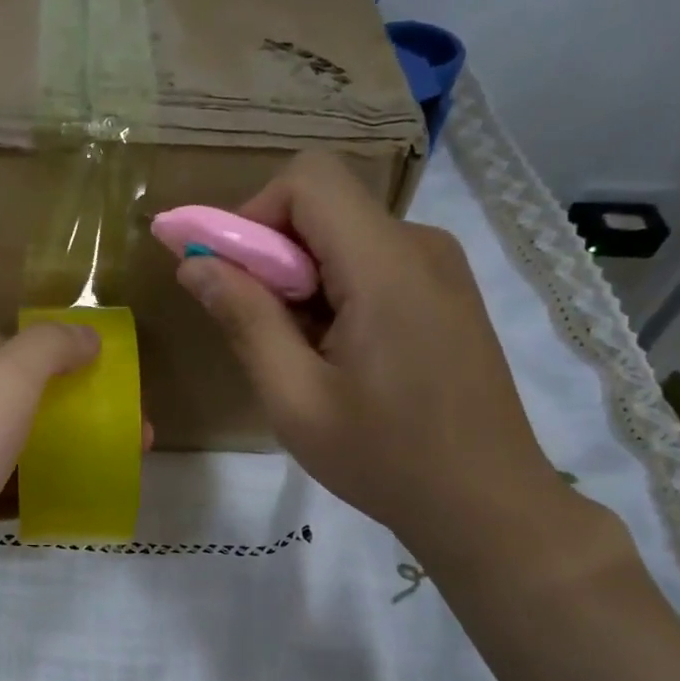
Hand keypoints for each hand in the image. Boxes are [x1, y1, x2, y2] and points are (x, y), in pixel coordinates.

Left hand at [0, 322, 109, 631]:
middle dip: (62, 410)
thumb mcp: (2, 384)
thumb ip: (48, 349)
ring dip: (48, 454)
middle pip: (3, 395)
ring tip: (105, 467)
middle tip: (120, 431)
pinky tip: (59, 506)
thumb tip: (86, 335)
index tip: (92, 378)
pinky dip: (20, 493)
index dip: (46, 354)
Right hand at [176, 150, 576, 567]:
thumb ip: (244, 320)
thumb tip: (194, 265)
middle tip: (254, 332)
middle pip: (322, 208)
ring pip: (342, 238)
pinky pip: (369, 264)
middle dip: (270, 257)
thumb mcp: (294, 398)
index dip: (250, 215)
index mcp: (385, 265)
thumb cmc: (384, 458)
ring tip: (298, 358)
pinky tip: (334, 358)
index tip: (225, 278)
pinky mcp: (443, 292)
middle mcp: (419, 245)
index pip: (307, 179)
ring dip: (298, 283)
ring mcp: (439, 268)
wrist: (485, 501)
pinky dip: (331, 294)